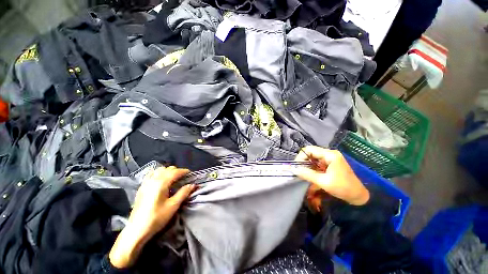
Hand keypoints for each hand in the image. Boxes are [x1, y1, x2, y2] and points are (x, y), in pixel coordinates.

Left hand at [109, 166, 194, 268]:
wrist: (135, 232)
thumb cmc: (155, 219)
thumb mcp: (173, 206)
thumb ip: (184, 193)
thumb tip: (194, 185)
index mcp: (160, 184)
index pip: (175, 172)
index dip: (184, 171)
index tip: (191, 173)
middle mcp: (152, 181)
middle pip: (167, 169)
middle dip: (176, 171)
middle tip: (184, 177)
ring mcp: (145, 185)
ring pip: (158, 171)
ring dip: (168, 172)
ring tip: (175, 179)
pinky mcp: (141, 189)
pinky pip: (152, 176)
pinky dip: (160, 176)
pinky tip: (163, 183)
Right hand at [295, 146, 369, 205]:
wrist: (358, 196)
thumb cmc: (343, 188)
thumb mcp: (324, 182)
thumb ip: (308, 174)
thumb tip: (294, 169)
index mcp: (330, 155)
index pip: (309, 150)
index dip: (300, 156)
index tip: (296, 166)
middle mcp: (329, 154)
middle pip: (310, 152)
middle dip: (303, 160)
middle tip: (298, 170)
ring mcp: (330, 158)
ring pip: (312, 157)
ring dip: (306, 164)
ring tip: (302, 172)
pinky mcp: (330, 163)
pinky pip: (316, 162)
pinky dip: (311, 167)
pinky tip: (309, 173)